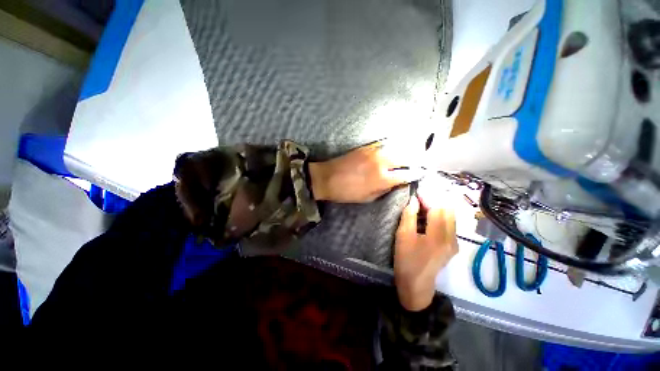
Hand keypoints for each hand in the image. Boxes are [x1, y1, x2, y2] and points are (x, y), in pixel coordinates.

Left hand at [308, 142, 423, 202]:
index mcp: (383, 178)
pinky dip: (392, 147)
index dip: (416, 174)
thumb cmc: (347, 192)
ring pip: (397, 147)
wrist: (327, 177)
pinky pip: (384, 144)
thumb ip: (385, 189)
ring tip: (411, 155)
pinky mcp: (366, 146)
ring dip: (406, 151)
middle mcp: (382, 161)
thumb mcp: (368, 198)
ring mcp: (374, 151)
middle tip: (419, 163)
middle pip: (406, 157)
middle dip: (415, 160)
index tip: (421, 173)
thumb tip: (397, 183)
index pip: (407, 174)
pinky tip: (394, 149)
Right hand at [394, 193, 457, 311]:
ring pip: (451, 216)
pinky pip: (449, 224)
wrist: (417, 285)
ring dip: (438, 207)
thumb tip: (414, 200)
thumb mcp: (403, 237)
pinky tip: (429, 215)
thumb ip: (409, 216)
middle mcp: (451, 238)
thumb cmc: (407, 261)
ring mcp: (454, 243)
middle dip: (435, 199)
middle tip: (421, 195)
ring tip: (424, 203)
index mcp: (438, 236)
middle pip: (448, 210)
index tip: (418, 190)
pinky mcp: (453, 246)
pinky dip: (440, 215)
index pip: (437, 209)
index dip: (428, 197)